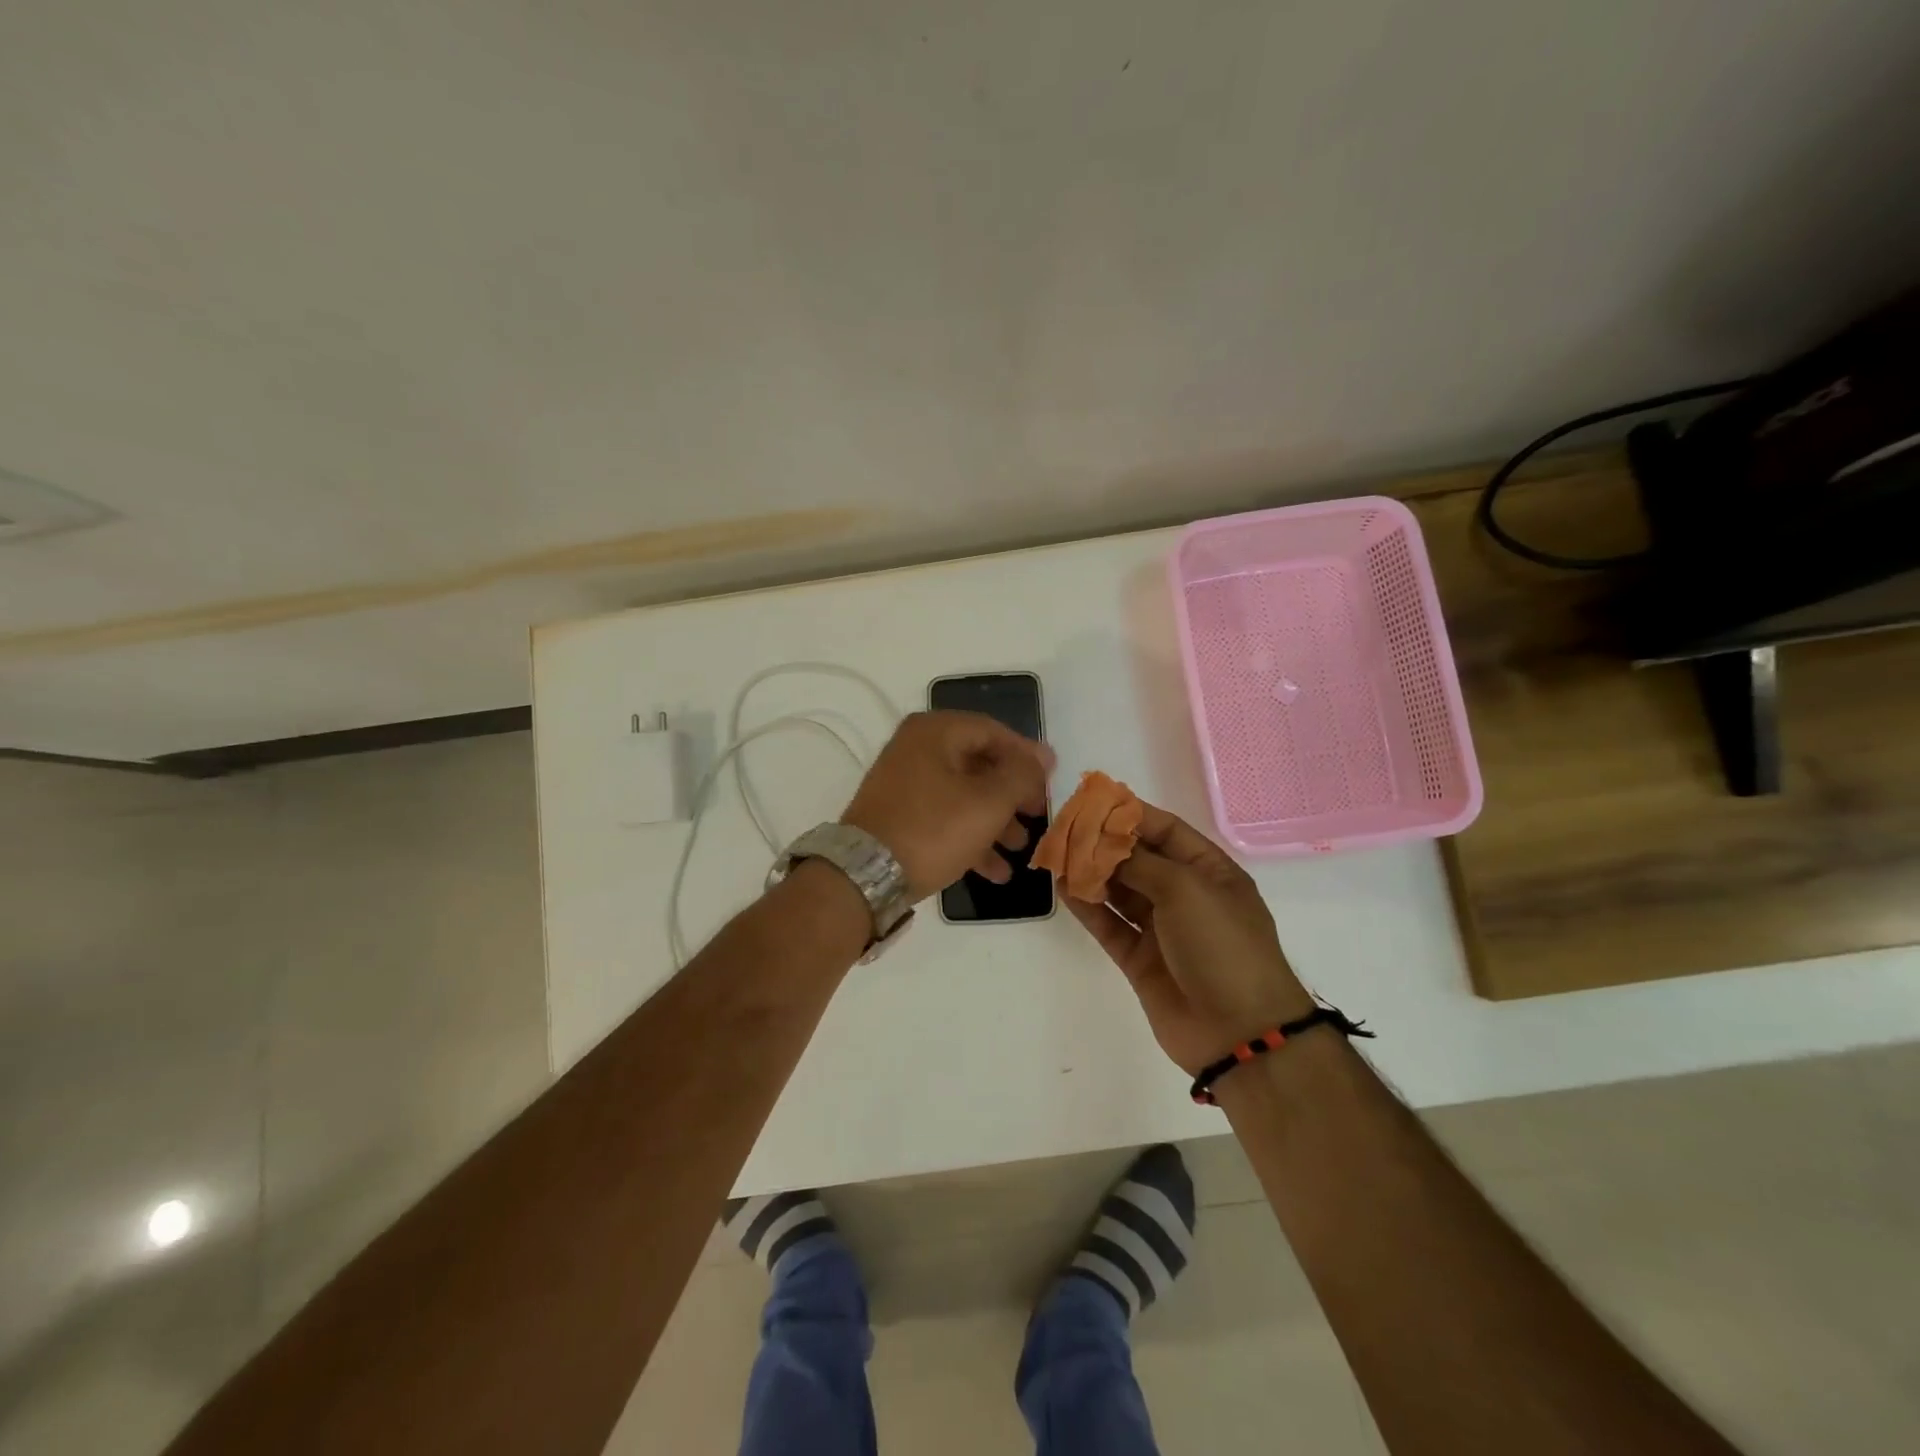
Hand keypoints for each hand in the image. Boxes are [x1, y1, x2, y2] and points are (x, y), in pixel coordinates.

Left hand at [841, 711, 1053, 899]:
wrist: (866, 876)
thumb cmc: (934, 829)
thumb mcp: (989, 802)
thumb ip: (1021, 775)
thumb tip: (1041, 757)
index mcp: (936, 732)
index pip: (994, 731)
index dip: (1027, 755)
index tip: (1052, 779)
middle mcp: (916, 749)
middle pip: (979, 764)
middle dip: (1012, 794)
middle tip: (1037, 815)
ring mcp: (904, 783)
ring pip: (963, 794)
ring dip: (995, 821)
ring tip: (1020, 848)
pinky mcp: (898, 816)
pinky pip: (944, 817)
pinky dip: (970, 837)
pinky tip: (995, 871)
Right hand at [1067, 803, 1313, 1073]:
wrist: (1238, 1031)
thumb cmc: (1222, 945)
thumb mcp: (1186, 889)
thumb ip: (1139, 862)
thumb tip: (1104, 845)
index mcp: (1209, 871)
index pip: (1165, 830)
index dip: (1130, 814)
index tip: (1092, 802)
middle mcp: (1185, 895)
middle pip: (1138, 859)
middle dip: (1103, 843)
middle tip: (1064, 828)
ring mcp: (1161, 929)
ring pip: (1119, 891)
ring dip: (1090, 872)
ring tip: (1056, 854)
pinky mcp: (1139, 959)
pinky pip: (1109, 924)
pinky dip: (1087, 906)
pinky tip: (1063, 888)